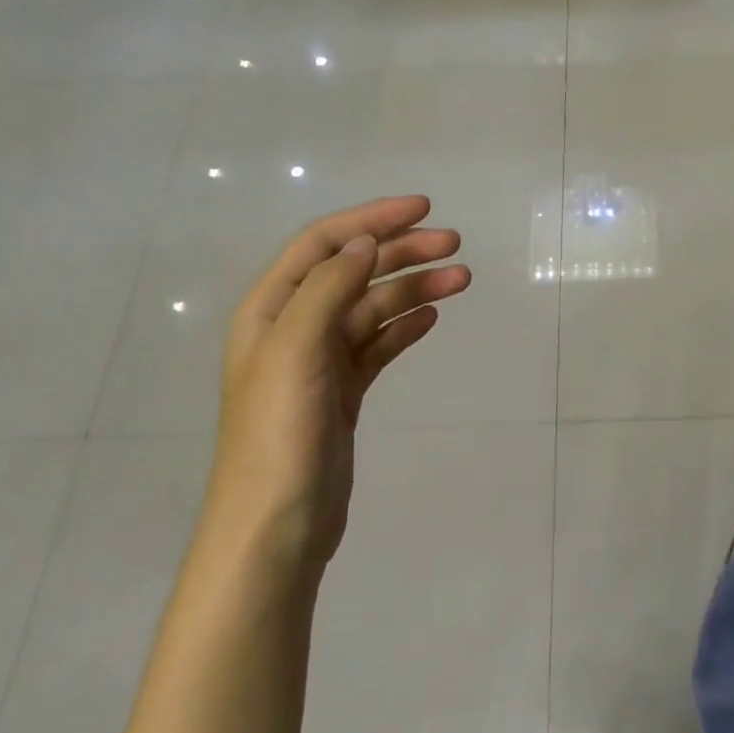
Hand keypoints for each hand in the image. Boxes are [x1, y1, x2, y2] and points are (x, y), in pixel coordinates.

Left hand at [204, 196, 469, 569]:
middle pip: (354, 273)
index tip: (423, 208)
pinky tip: (432, 318)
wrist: (276, 524)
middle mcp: (294, 327)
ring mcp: (321, 362)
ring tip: (461, 279)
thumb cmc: (280, 434)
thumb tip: (364, 244)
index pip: (324, 245)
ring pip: (374, 309)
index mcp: (272, 310)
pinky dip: (405, 327)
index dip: (372, 219)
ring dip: (414, 289)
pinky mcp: (344, 392)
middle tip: (455, 245)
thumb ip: (327, 291)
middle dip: (403, 253)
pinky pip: (379, 345)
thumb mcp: (296, 351)